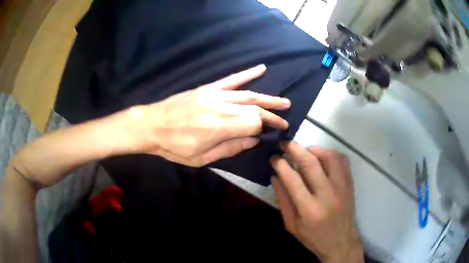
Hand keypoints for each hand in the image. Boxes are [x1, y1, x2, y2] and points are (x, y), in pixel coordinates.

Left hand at [116, 65, 290, 166]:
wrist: (151, 125)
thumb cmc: (174, 147)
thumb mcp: (200, 158)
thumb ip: (230, 148)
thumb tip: (254, 141)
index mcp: (218, 128)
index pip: (252, 124)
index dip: (263, 129)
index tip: (269, 134)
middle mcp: (220, 108)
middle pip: (253, 109)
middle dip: (272, 115)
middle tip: (285, 120)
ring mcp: (214, 95)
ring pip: (247, 95)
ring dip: (268, 98)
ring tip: (284, 102)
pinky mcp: (207, 88)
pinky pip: (230, 79)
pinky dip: (247, 74)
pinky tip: (261, 68)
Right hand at [270, 142, 363, 262]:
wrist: (341, 241)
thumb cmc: (314, 237)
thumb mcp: (292, 225)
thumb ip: (283, 201)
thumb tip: (275, 177)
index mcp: (310, 210)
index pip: (293, 179)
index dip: (281, 164)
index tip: (274, 157)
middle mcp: (328, 195)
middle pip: (311, 163)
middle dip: (295, 149)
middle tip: (285, 144)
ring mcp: (342, 187)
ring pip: (329, 156)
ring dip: (314, 149)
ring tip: (304, 151)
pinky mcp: (350, 184)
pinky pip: (342, 160)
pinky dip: (331, 153)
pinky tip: (322, 157)